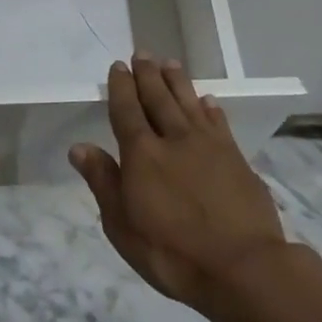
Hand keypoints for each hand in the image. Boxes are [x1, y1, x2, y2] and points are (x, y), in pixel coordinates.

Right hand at [70, 55, 294, 311]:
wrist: (242, 268)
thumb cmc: (172, 253)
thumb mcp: (122, 225)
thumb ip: (103, 182)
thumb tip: (79, 147)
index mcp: (142, 154)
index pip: (127, 110)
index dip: (121, 87)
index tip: (118, 66)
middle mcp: (174, 139)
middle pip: (158, 98)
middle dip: (148, 75)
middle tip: (142, 54)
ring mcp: (209, 146)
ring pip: (189, 102)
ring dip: (177, 82)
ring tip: (170, 63)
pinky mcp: (236, 158)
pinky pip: (219, 122)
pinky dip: (210, 108)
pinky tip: (207, 100)